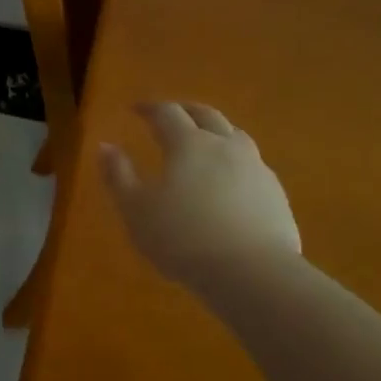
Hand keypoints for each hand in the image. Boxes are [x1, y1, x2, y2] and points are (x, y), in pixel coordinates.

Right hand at [100, 102, 299, 288]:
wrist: (251, 273)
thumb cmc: (182, 238)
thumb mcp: (136, 210)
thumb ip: (118, 175)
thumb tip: (105, 146)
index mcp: (189, 144)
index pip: (167, 113)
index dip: (150, 108)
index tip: (136, 109)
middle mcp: (225, 146)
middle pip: (207, 115)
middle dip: (186, 110)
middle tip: (171, 114)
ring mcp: (256, 168)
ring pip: (235, 136)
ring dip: (216, 132)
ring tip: (204, 142)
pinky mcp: (275, 194)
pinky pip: (252, 165)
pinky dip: (235, 162)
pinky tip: (229, 182)